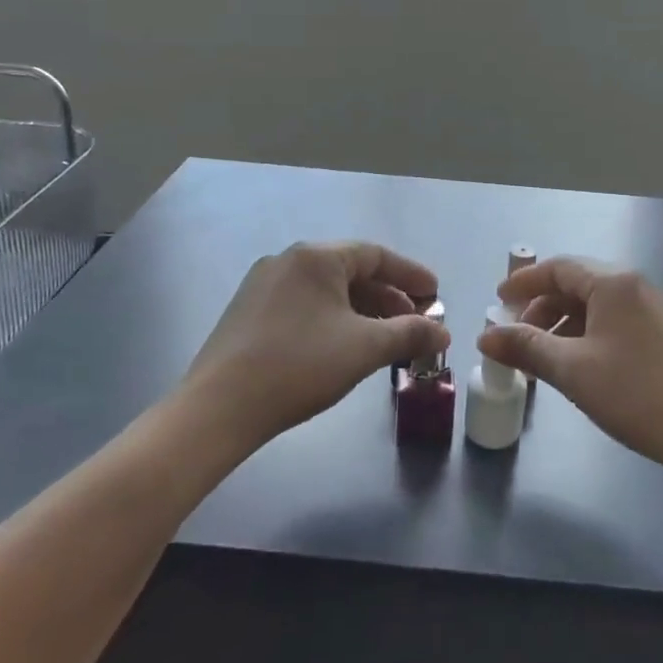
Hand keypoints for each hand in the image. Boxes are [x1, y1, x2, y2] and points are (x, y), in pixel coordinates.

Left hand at [183, 242, 448, 451]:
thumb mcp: (364, 348)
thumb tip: (443, 332)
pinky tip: (344, 346)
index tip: (435, 295)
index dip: (410, 274)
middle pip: (351, 271)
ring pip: (327, 290)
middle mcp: (288, 260)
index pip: (375, 255)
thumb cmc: (299, 366)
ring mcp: (263, 285)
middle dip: (388, 297)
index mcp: (316, 257)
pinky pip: (304, 304)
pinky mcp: (248, 312)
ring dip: (362, 310)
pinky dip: (333, 319)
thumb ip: (409, 334)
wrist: (219, 407)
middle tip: (415, 322)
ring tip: (385, 338)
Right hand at [479, 258, 662, 482]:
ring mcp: (654, 308)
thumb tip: (484, 336)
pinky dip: (586, 335)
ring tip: (542, 358)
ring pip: (595, 305)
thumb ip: (526, 347)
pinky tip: (578, 366)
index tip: (498, 302)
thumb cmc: (636, 394)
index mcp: (613, 282)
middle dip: (541, 308)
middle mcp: (634, 285)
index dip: (524, 283)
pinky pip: (614, 321)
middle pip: (576, 284)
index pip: (558, 268)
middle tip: (516, 337)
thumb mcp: (572, 370)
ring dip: (563, 325)